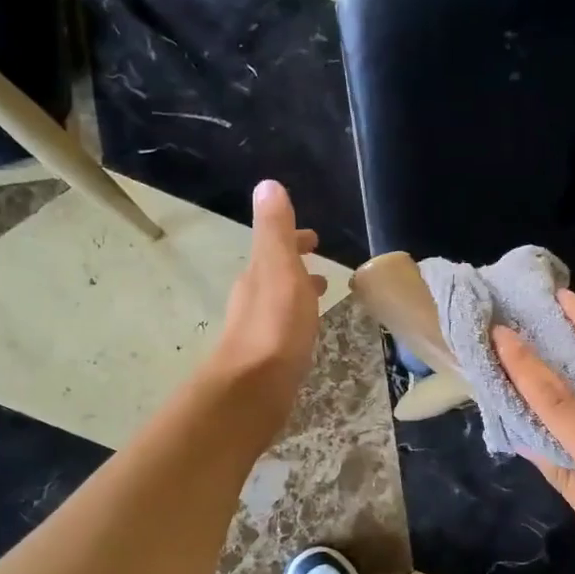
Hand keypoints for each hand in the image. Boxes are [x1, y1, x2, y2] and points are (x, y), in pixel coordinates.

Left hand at [209, 180, 326, 433]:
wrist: (254, 389)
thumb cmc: (275, 325)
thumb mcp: (278, 268)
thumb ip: (275, 229)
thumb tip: (267, 185)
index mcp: (258, 275)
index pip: (276, 247)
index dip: (294, 240)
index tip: (314, 238)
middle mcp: (253, 300)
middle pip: (276, 275)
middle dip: (296, 267)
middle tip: (321, 270)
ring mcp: (258, 332)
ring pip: (281, 303)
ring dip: (298, 295)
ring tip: (320, 297)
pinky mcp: (267, 360)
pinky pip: (285, 330)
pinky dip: (298, 321)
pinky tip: (307, 335)